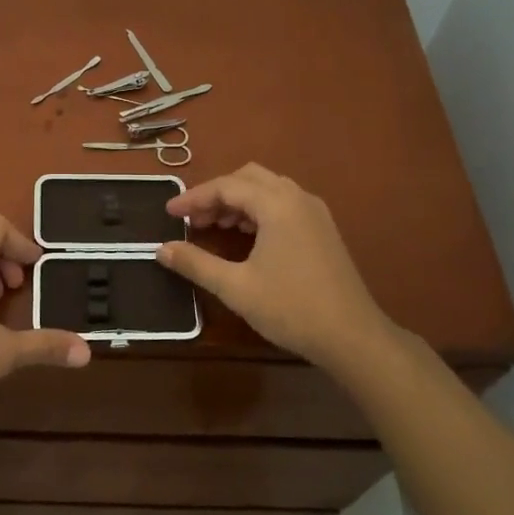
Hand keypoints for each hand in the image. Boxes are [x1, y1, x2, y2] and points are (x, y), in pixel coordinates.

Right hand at [159, 164, 399, 372]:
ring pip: (268, 189)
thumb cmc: (291, 308)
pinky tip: (246, 236)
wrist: (352, 336)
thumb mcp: (235, 287)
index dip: (194, 198)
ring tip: (214, 227)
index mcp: (277, 204)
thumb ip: (195, 263)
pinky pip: (283, 204)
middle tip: (193, 219)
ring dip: (238, 201)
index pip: (226, 186)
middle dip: (217, 194)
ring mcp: (314, 212)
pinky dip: (258, 210)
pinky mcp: (322, 229)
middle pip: (248, 178)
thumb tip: (161, 249)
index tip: (169, 213)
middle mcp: (297, 198)